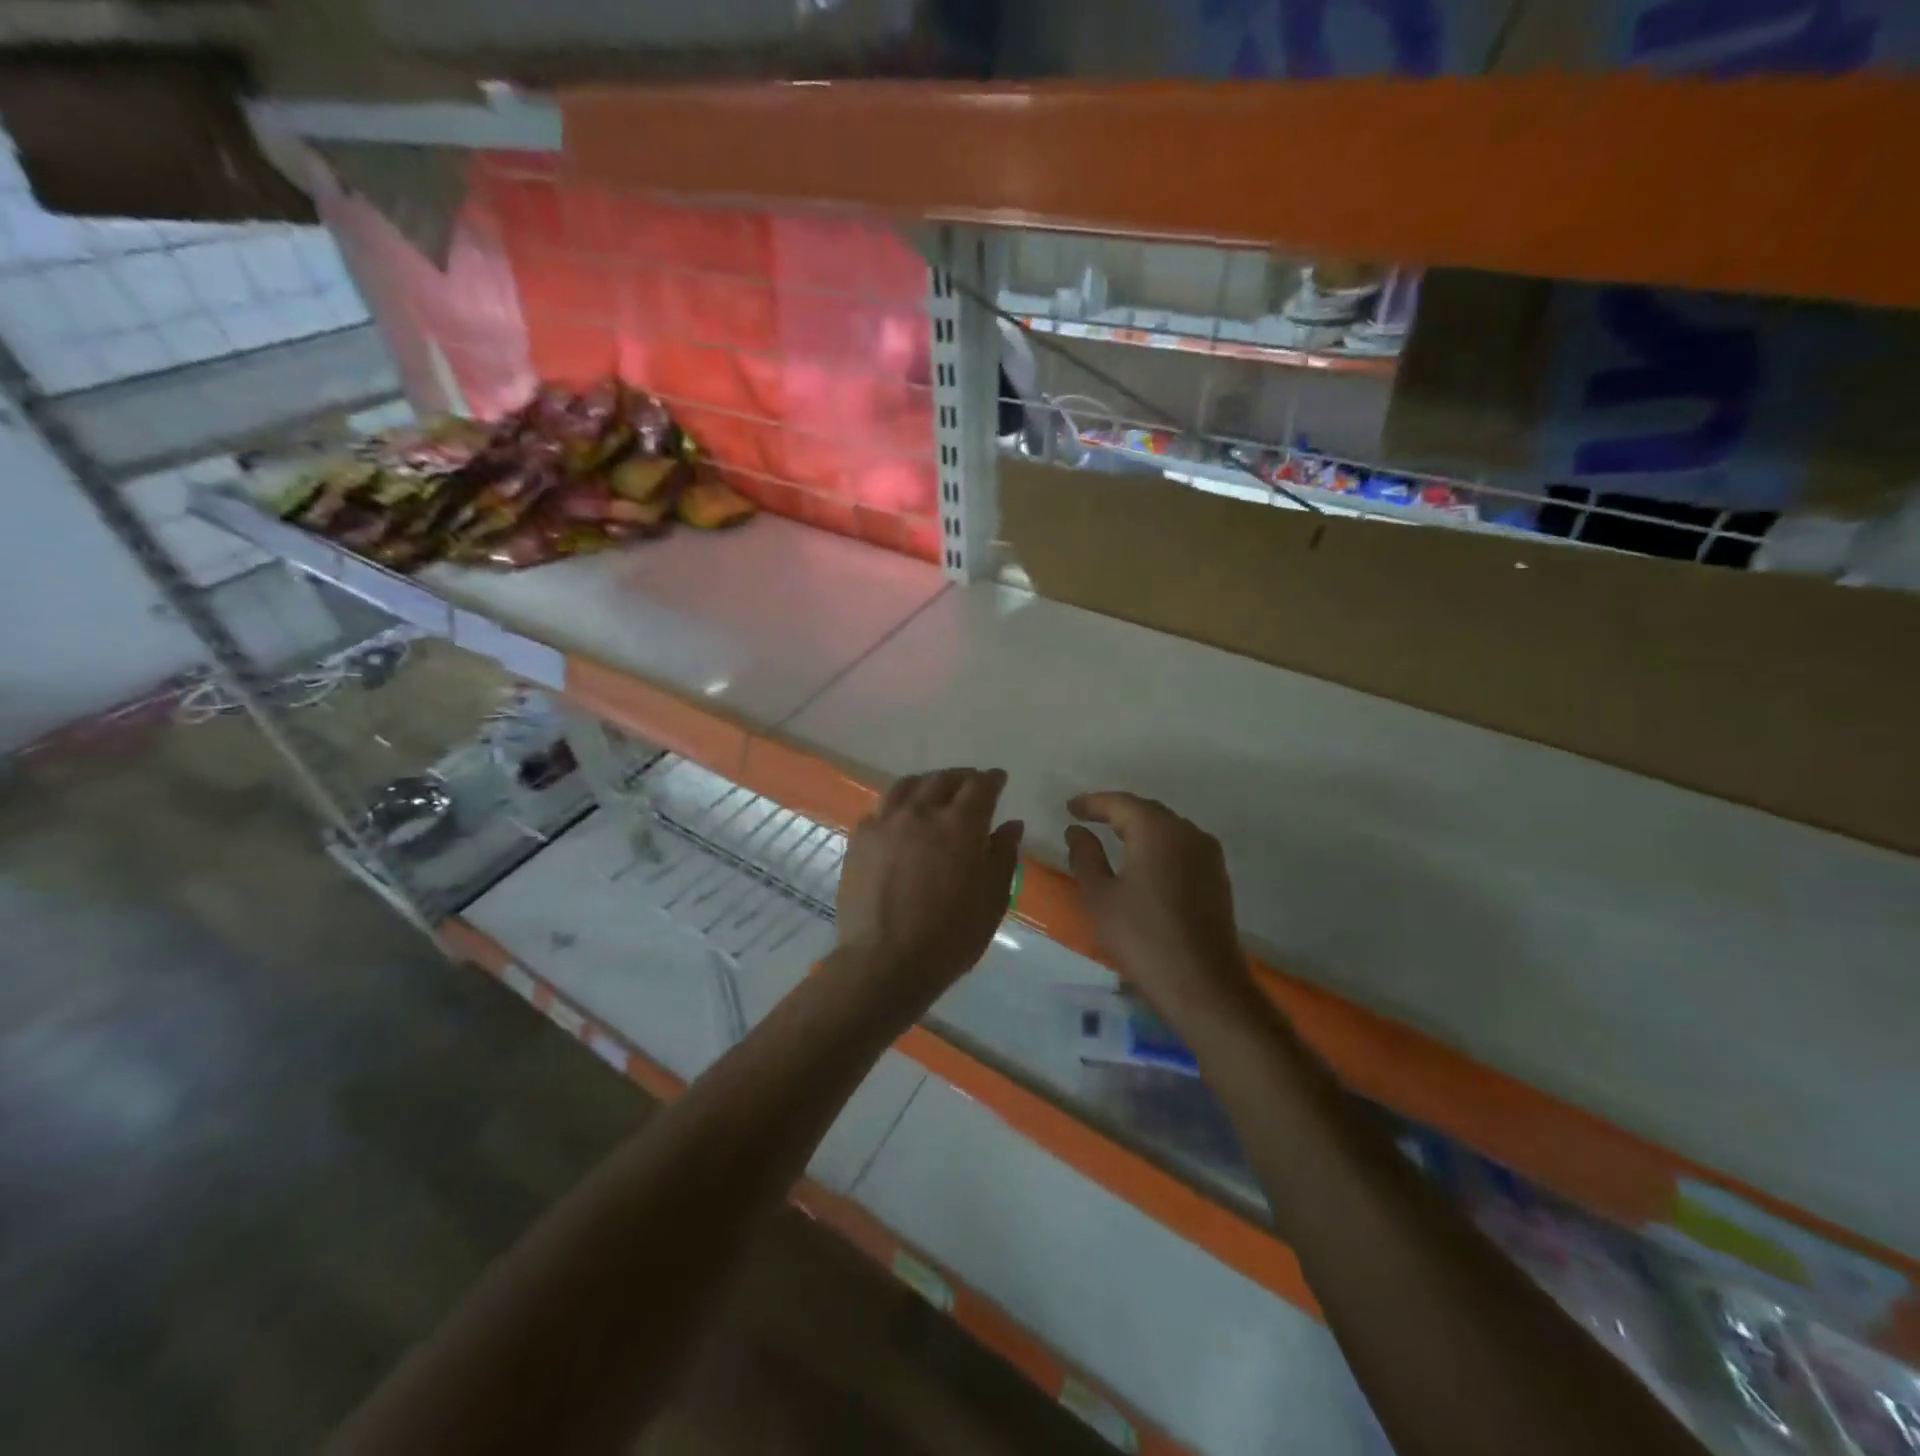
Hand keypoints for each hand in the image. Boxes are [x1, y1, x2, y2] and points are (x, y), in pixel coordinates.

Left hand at [833, 768, 1023, 1010]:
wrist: (886, 961)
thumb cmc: (951, 935)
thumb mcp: (993, 898)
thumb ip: (1003, 855)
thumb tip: (1011, 824)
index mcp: (960, 824)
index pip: (980, 786)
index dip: (992, 779)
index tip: (998, 779)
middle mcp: (921, 812)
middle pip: (943, 779)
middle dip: (961, 778)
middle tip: (970, 784)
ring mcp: (886, 822)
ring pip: (907, 785)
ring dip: (927, 783)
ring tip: (933, 791)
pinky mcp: (860, 839)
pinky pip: (880, 808)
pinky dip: (897, 805)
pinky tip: (899, 817)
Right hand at [1065, 792, 1254, 1028]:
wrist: (1203, 984)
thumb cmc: (1142, 937)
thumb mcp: (1100, 896)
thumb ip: (1085, 856)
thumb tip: (1077, 831)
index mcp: (1157, 830)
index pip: (1120, 803)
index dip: (1093, 803)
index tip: (1070, 807)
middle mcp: (1187, 833)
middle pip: (1147, 811)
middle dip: (1117, 812)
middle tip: (1088, 818)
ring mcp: (1208, 855)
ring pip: (1168, 828)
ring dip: (1140, 828)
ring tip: (1113, 837)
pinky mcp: (1217, 877)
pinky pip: (1181, 847)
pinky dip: (1158, 846)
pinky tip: (1144, 861)